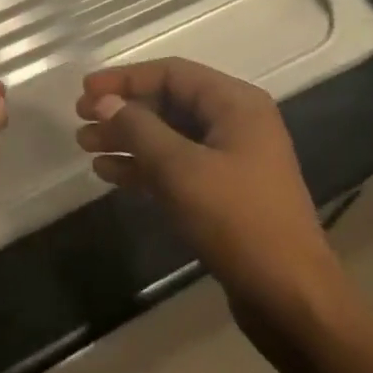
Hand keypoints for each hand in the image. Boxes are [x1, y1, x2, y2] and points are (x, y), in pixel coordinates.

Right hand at [76, 58, 345, 325]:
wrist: (291, 299)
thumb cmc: (239, 222)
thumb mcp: (182, 170)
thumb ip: (139, 130)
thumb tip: (105, 101)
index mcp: (236, 104)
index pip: (172, 73)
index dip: (125, 78)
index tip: (85, 90)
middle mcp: (236, 123)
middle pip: (170, 102)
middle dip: (124, 110)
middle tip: (80, 120)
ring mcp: (232, 159)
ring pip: (170, 136)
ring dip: (128, 139)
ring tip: (86, 146)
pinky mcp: (224, 194)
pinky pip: (177, 167)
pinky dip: (144, 167)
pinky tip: (110, 174)